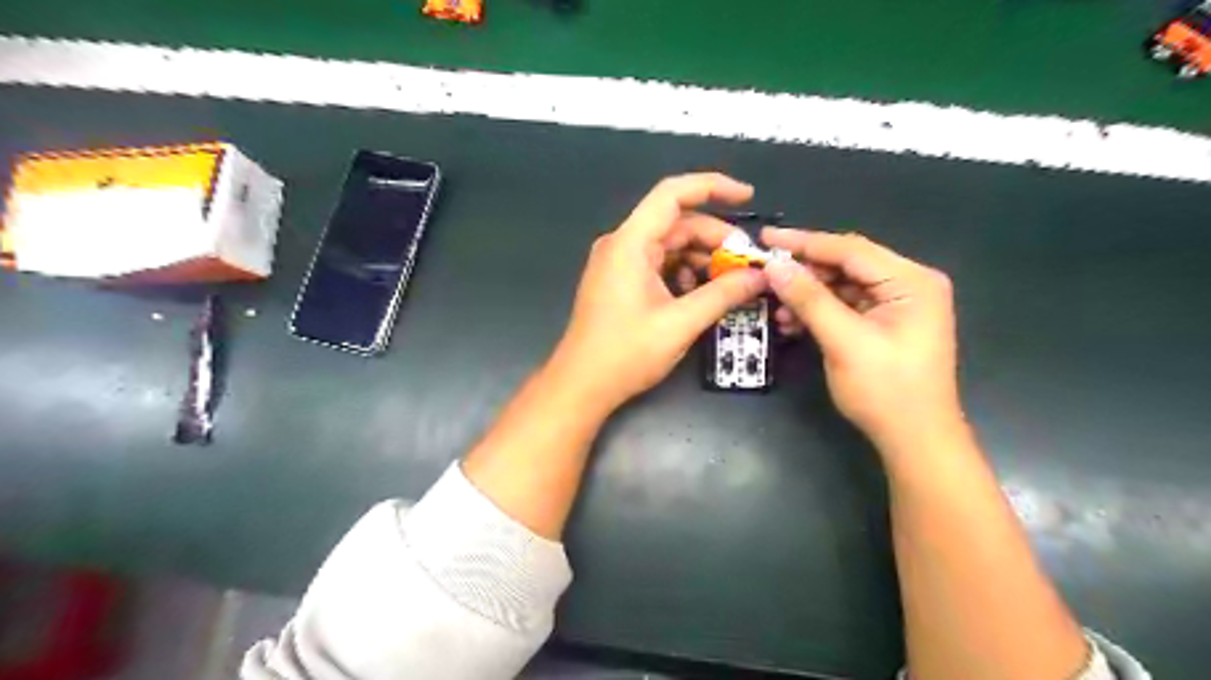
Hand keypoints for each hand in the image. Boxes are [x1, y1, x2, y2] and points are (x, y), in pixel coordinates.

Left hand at [549, 171, 763, 410]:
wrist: (581, 385)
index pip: (673, 194)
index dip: (713, 187)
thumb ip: (723, 294)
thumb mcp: (681, 323)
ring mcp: (618, 262)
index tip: (747, 196)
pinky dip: (683, 272)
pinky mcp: (619, 280)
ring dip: (701, 258)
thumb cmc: (626, 353)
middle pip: (676, 223)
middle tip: (747, 262)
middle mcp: (621, 244)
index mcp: (630, 243)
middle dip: (715, 238)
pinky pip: (658, 264)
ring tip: (729, 282)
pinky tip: (700, 294)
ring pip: (669, 245)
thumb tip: (760, 276)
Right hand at [760, 229, 959, 455]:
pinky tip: (792, 323)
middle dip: (804, 272)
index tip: (765, 238)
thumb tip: (774, 266)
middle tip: (765, 275)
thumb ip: (810, 299)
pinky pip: (846, 305)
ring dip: (808, 295)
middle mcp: (909, 284)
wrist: (915, 440)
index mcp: (910, 281)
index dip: (804, 242)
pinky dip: (819, 311)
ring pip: (843, 285)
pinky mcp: (885, 322)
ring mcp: (898, 304)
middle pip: (847, 264)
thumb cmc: (885, 390)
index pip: (850, 249)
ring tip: (775, 308)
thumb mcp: (843, 341)